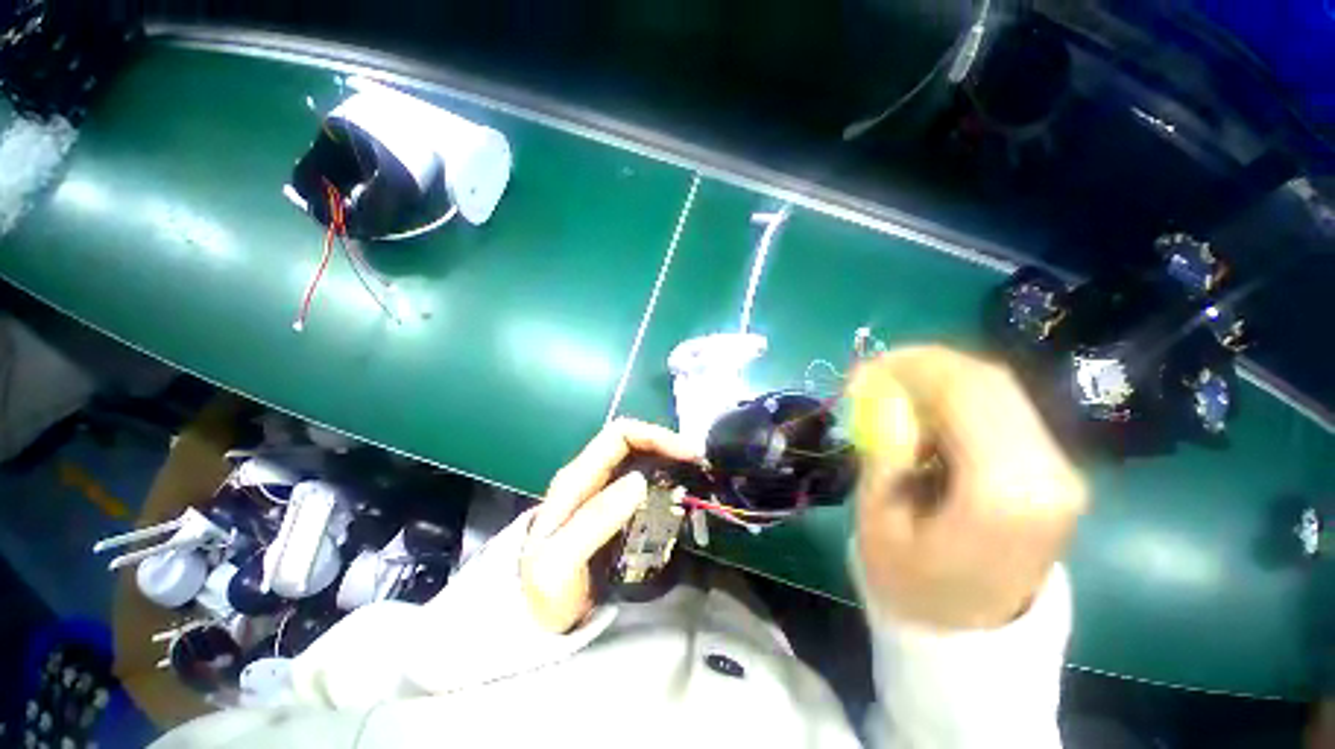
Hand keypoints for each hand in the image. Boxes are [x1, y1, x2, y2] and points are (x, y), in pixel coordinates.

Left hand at [521, 418, 700, 633]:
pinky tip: (679, 495)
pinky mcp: (612, 505)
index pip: (619, 435)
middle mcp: (589, 476)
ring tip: (695, 478)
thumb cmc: (545, 593)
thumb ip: (596, 520)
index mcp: (576, 479)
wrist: (535, 617)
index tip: (687, 454)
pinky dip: (664, 480)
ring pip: (640, 458)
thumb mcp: (560, 562)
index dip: (656, 436)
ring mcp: (600, 489)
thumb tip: (640, 481)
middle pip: (633, 441)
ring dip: (669, 462)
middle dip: (668, 446)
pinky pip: (643, 480)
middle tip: (699, 466)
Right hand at [849, 346, 1086, 630]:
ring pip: (997, 389)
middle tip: (874, 374)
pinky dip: (956, 398)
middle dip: (922, 365)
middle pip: (987, 381)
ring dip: (937, 380)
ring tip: (892, 393)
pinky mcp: (1052, 468)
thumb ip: (884, 451)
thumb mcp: (879, 520)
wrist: (973, 632)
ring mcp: (1059, 469)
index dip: (909, 366)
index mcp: (1004, 492)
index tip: (863, 370)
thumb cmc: (913, 584)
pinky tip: (923, 414)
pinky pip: (1002, 409)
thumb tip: (878, 392)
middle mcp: (1048, 471)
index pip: (966, 392)